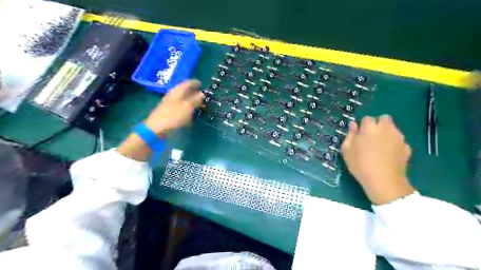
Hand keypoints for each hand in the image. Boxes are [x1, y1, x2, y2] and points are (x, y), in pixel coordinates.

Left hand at [119, 79, 204, 160]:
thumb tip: (202, 93)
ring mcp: (168, 103)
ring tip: (196, 101)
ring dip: (188, 98)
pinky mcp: (167, 111)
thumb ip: (195, 100)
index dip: (194, 83)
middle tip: (200, 92)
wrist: (155, 129)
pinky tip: (188, 110)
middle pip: (183, 90)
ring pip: (180, 98)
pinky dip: (184, 105)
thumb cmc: (173, 117)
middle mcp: (172, 95)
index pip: (186, 83)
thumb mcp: (187, 107)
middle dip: (191, 90)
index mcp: (176, 92)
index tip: (201, 84)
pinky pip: (178, 105)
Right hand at [340, 115, 415, 205]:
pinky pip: (399, 141)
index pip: (367, 118)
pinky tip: (389, 155)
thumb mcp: (347, 150)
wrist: (383, 181)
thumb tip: (353, 125)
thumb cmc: (360, 164)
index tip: (359, 135)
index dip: (362, 126)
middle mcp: (386, 129)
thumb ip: (350, 135)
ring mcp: (398, 138)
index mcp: (370, 127)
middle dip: (378, 124)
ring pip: (393, 129)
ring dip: (386, 133)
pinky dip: (394, 144)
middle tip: (371, 136)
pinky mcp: (407, 148)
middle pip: (384, 118)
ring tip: (380, 146)